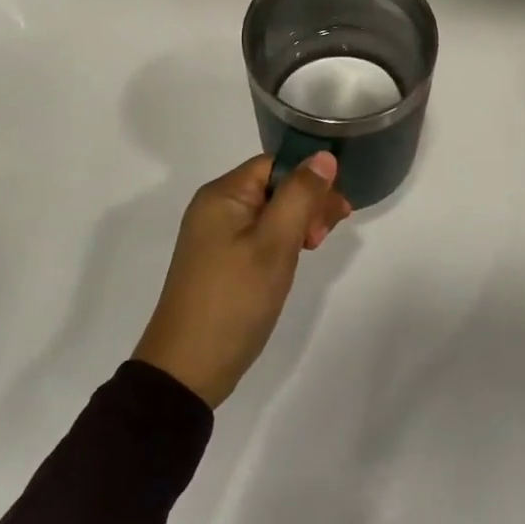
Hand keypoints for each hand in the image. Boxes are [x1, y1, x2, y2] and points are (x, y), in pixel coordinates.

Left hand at [133, 152, 351, 407]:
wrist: (188, 368)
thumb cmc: (235, 299)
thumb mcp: (274, 244)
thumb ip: (300, 196)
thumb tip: (324, 155)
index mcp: (222, 195)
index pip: (275, 165)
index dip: (309, 180)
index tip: (336, 210)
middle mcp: (215, 209)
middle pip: (273, 187)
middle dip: (306, 203)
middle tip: (326, 235)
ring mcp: (215, 237)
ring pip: (269, 214)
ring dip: (297, 224)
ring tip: (314, 248)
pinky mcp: (220, 263)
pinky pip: (258, 237)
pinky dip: (281, 243)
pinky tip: (294, 260)